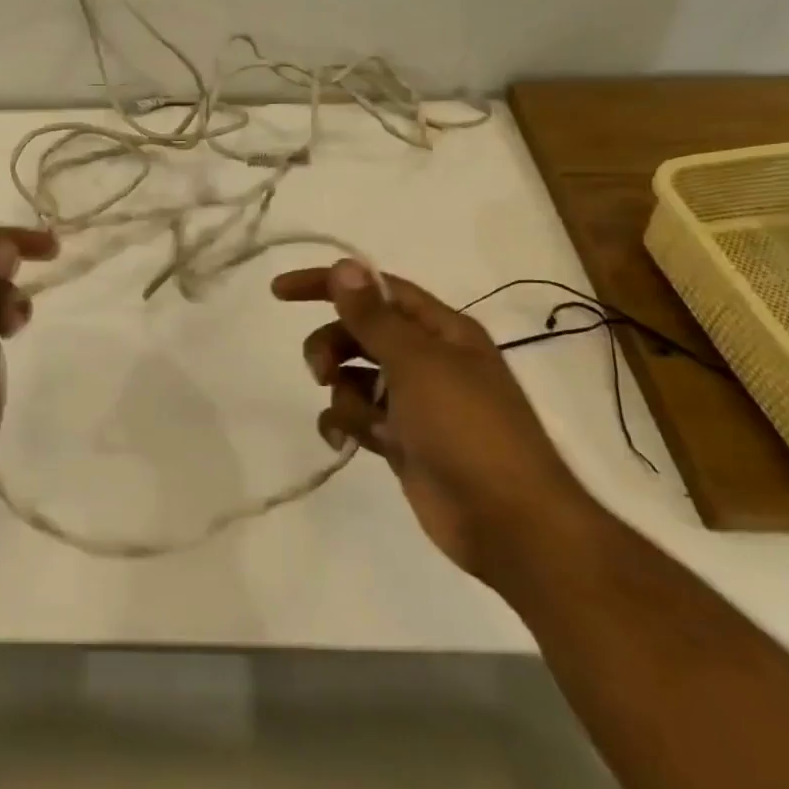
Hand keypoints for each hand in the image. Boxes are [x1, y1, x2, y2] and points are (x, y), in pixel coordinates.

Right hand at [272, 259, 599, 583]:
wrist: (508, 521)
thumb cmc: (467, 429)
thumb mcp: (416, 363)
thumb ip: (373, 316)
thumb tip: (344, 266)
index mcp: (441, 331)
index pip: (376, 289)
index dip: (329, 284)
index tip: (280, 292)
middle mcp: (428, 360)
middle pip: (359, 333)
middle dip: (332, 347)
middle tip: (320, 371)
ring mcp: (414, 402)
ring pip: (353, 378)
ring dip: (345, 395)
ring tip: (363, 423)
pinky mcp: (402, 440)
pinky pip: (358, 417)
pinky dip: (347, 425)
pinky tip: (348, 442)